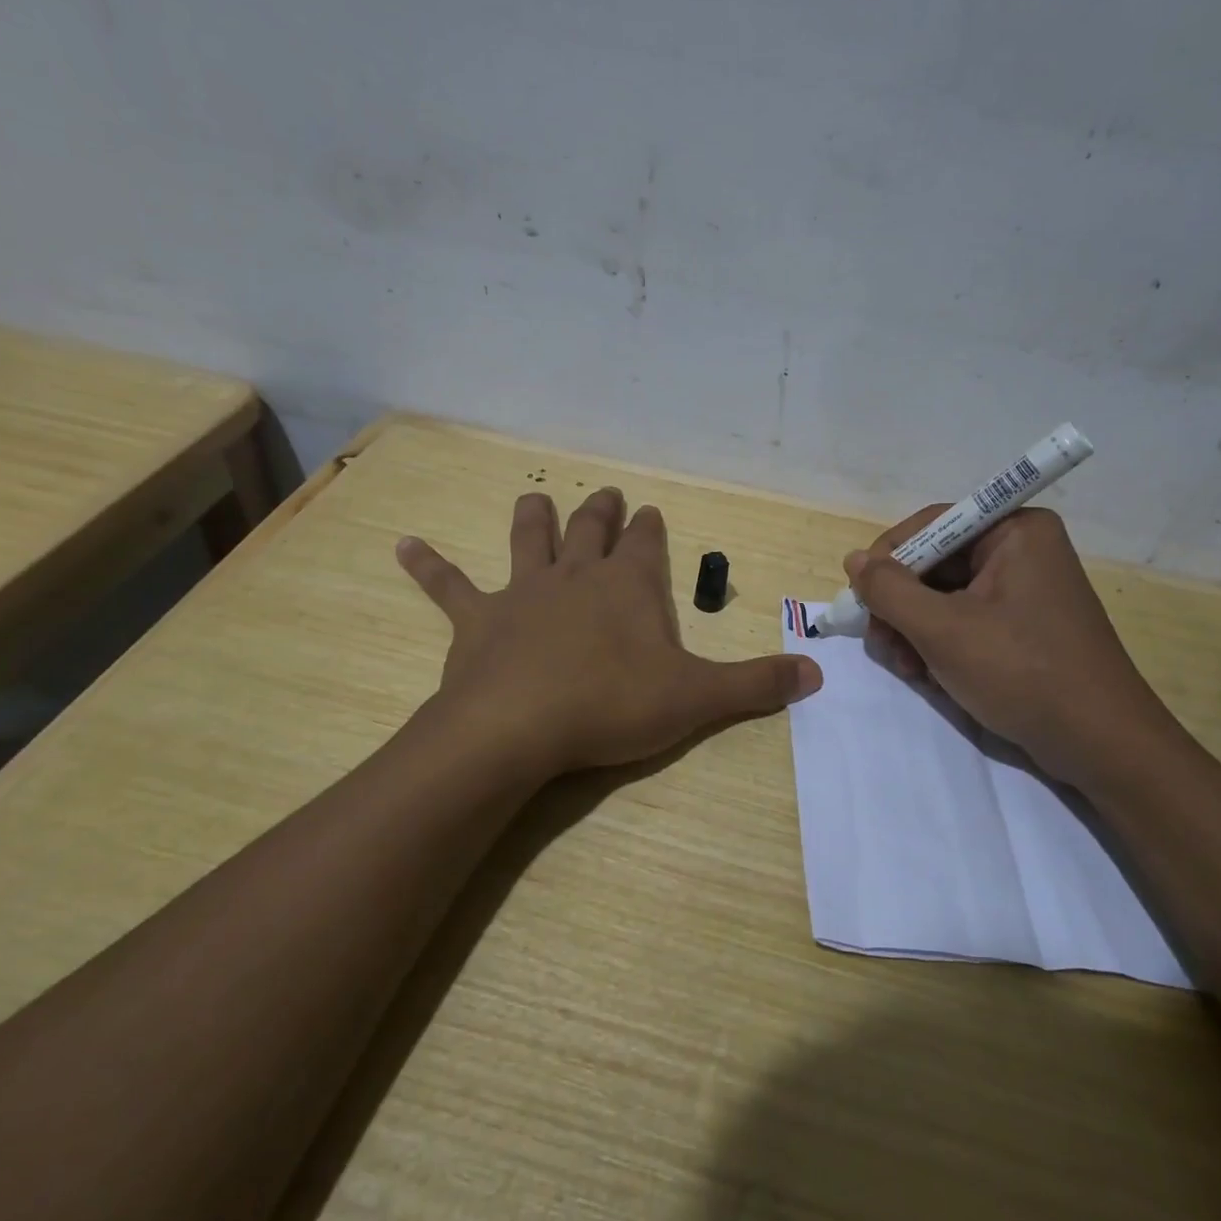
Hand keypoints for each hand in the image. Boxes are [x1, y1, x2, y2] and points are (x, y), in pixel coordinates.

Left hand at [399, 487, 820, 778]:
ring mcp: (522, 593)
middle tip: (606, 493)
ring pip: (528, 540)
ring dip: (533, 518)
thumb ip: (756, 685)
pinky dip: (427, 566)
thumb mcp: (696, 698)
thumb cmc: (612, 705)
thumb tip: (817, 675)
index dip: (650, 528)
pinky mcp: (476, 621)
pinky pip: (448, 586)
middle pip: (589, 529)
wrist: (519, 728)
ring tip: (535, 496)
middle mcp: (575, 575)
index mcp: (627, 585)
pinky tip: (403, 545)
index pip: (645, 543)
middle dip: (601, 511)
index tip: (652, 513)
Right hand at [846, 507, 1185, 791]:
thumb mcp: (943, 630)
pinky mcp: (1025, 624)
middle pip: (936, 562)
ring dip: (915, 629)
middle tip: (880, 642)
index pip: (933, 524)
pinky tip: (929, 674)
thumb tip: (854, 560)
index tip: (860, 597)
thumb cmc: (1022, 673)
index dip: (889, 558)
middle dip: (902, 605)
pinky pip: (966, 618)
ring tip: (907, 668)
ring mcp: (1026, 588)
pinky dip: (940, 642)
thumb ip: (889, 591)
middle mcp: (1022, 549)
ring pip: (945, 595)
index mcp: (1015, 531)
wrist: (1101, 746)